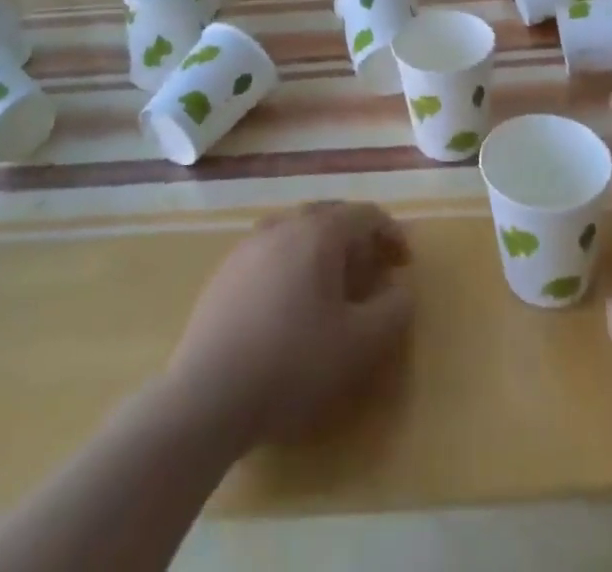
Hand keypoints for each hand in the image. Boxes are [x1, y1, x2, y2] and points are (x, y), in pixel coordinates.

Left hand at [166, 201, 412, 446]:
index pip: (365, 214)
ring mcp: (249, 245)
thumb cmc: (292, 364)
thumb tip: (401, 290)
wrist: (207, 396)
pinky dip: (292, 263)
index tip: (404, 265)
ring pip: (297, 231)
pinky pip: (271, 251)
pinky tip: (290, 303)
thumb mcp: (359, 345)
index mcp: (318, 232)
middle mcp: (284, 225)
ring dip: (323, 249)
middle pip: (330, 216)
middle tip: (372, 271)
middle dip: (357, 238)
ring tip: (333, 285)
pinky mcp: (226, 271)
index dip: (391, 234)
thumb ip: (393, 312)